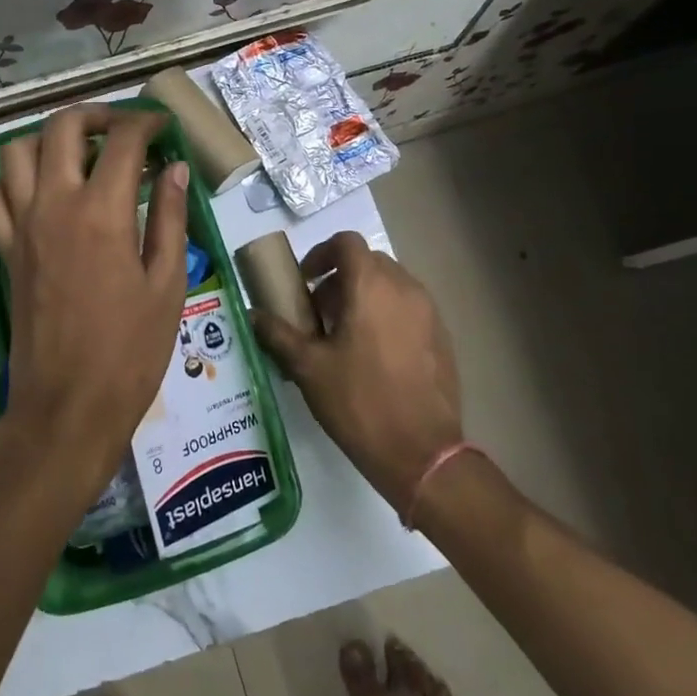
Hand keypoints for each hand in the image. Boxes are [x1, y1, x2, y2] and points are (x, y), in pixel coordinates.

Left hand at [0, 105, 188, 497]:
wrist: (68, 406)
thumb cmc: (130, 351)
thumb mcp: (167, 284)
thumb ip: (170, 218)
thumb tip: (173, 169)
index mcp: (102, 213)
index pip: (123, 140)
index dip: (148, 123)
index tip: (164, 128)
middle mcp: (54, 206)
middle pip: (61, 128)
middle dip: (95, 115)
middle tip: (123, 129)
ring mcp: (22, 226)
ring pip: (16, 152)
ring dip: (49, 140)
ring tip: (81, 154)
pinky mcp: (6, 250)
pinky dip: (14, 181)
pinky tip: (43, 194)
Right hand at [252, 232, 462, 510]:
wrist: (422, 452)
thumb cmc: (358, 402)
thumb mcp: (308, 368)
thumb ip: (278, 333)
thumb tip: (253, 315)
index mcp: (371, 286)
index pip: (346, 242)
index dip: (321, 254)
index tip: (305, 282)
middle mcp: (405, 288)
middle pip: (369, 262)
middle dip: (340, 278)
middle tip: (320, 312)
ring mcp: (429, 312)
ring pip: (391, 285)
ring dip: (364, 296)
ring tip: (345, 336)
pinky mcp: (442, 337)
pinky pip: (410, 309)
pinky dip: (387, 315)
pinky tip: (374, 356)